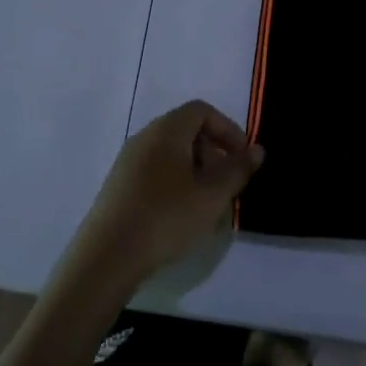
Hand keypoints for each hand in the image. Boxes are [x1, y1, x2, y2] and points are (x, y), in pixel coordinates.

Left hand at [66, 101, 264, 291]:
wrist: (107, 255)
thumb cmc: (166, 217)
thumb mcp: (212, 195)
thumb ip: (237, 169)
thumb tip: (257, 149)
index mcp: (167, 130)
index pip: (202, 111)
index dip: (228, 129)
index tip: (243, 159)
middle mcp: (145, 137)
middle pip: (186, 130)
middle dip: (213, 152)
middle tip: (227, 184)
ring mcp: (128, 161)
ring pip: (171, 153)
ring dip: (196, 171)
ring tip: (207, 204)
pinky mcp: (119, 185)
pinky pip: (156, 170)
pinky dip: (176, 182)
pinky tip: (181, 215)